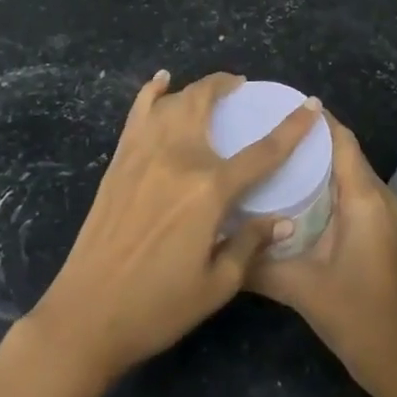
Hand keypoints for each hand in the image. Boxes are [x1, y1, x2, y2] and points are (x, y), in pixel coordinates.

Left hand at [28, 71, 318, 386]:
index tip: (310, 106)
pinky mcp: (119, 160)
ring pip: (173, 101)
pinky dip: (152, 92)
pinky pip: (138, 112)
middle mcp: (178, 158)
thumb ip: (250, 243)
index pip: (263, 151)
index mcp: (209, 189)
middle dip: (228, 85)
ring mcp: (143, 153)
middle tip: (242, 87)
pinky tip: (161, 81)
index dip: (292, 128)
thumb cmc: (157, 307)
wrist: (86, 314)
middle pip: (206, 103)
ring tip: (211, 90)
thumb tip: (283, 221)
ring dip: (195, 88)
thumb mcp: (217, 285)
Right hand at [247, 112, 396, 395]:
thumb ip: (256, 263)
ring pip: (349, 169)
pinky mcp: (381, 227)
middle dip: (310, 136)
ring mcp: (384, 212)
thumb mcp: (299, 287)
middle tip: (267, 128)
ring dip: (320, 158)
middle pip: (345, 150)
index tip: (280, 105)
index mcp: (363, 199)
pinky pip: (354, 188)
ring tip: (276, 153)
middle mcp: (378, 196)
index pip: (341, 140)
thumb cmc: (353, 315)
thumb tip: (214, 240)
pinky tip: (297, 190)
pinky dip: (329, 180)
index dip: (315, 120)